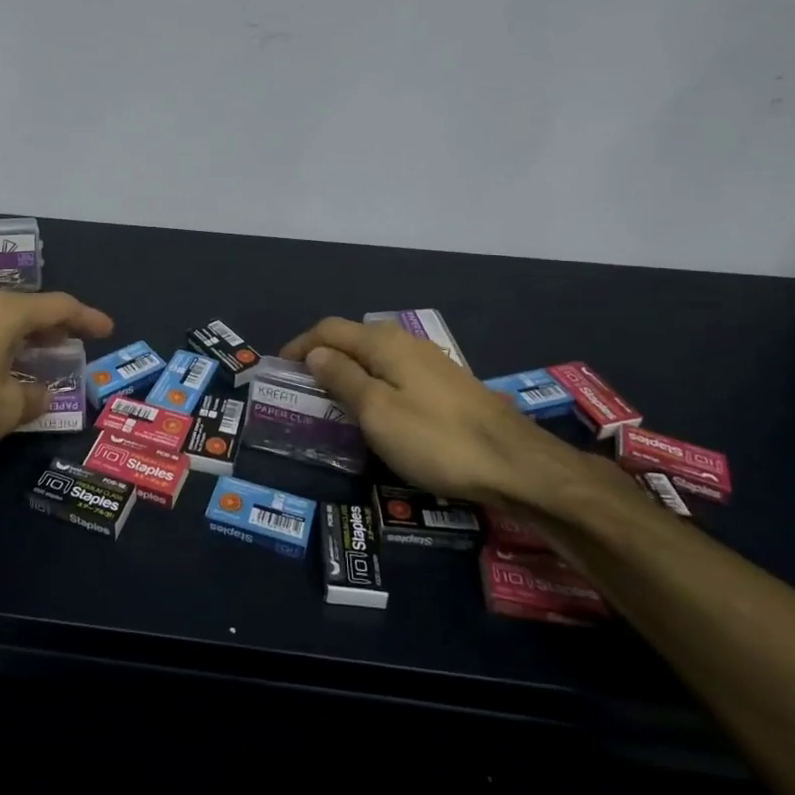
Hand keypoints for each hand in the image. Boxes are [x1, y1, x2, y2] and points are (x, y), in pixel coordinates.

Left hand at [0, 291, 114, 469]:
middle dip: (56, 328)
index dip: (87, 318)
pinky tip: (4, 372)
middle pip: (30, 310)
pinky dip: (3, 349)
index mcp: (7, 313)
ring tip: (44, 359)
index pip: (59, 306)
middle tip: (76, 345)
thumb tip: (39, 393)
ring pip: (3, 324)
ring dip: (27, 340)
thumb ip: (32, 396)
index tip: (107, 329)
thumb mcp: (7, 409)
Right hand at [280, 317, 583, 508]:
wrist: (516, 464)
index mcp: (383, 343)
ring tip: (329, 399)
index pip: (328, 330)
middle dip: (321, 357)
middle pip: (351, 339)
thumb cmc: (436, 439)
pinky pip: (393, 373)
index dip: (299, 346)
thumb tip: (315, 354)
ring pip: (373, 356)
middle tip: (299, 388)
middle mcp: (404, 342)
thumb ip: (342, 378)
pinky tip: (373, 408)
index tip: (278, 370)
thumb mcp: (376, 412)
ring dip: (346, 370)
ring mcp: (428, 362)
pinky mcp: (444, 384)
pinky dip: (371, 382)